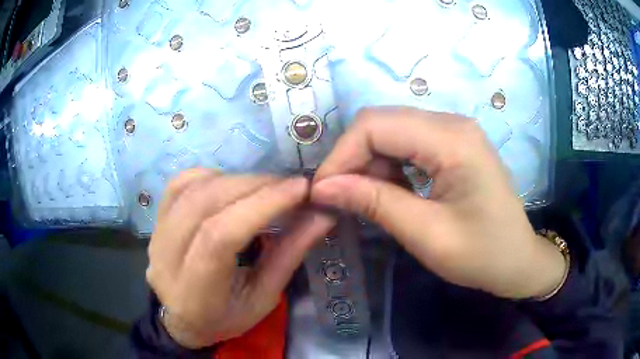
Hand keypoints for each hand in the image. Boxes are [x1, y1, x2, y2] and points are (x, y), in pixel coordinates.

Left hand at [146, 169, 332, 348]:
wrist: (181, 318)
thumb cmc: (225, 318)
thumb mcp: (263, 299)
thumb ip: (289, 255)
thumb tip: (322, 215)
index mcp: (195, 292)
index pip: (220, 237)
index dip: (260, 206)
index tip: (299, 188)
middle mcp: (166, 258)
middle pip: (206, 204)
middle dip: (254, 186)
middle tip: (289, 185)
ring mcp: (156, 234)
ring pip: (192, 187)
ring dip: (236, 178)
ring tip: (266, 186)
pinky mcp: (156, 220)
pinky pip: (180, 183)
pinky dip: (212, 175)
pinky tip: (231, 184)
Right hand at [311, 107, 564, 299]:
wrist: (518, 260)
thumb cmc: (482, 254)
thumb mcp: (427, 235)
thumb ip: (375, 203)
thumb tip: (322, 187)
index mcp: (452, 139)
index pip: (375, 125)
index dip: (341, 155)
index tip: (322, 192)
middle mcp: (451, 123)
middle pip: (381, 122)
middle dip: (352, 158)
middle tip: (339, 197)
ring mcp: (454, 131)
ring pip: (391, 131)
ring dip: (369, 162)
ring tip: (365, 199)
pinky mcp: (453, 144)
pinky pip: (407, 143)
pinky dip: (388, 165)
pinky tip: (390, 192)